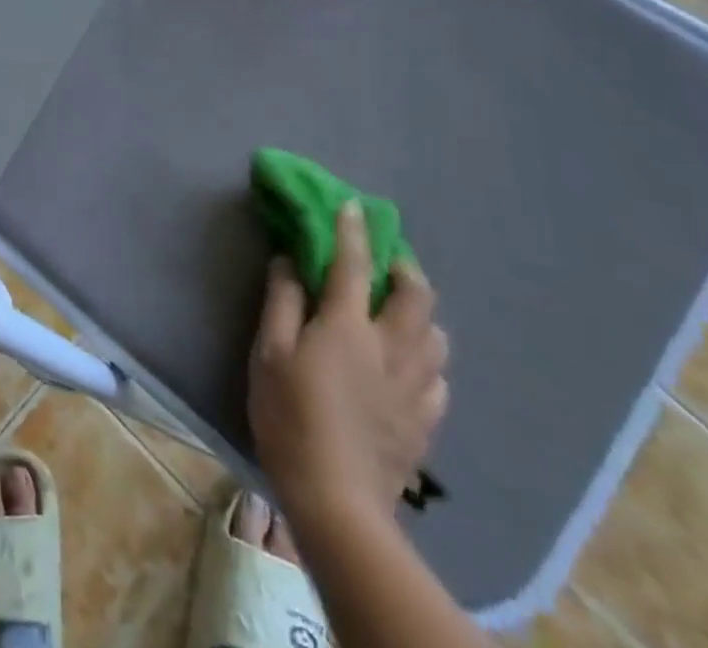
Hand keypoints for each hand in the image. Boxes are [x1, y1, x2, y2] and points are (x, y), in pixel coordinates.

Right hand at [249, 201, 448, 528]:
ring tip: (398, 311)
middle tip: (386, 260)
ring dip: (420, 313)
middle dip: (404, 267)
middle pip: (416, 296)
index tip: (352, 205)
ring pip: (435, 335)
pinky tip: (407, 364)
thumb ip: (282, 301)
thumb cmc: (290, 416)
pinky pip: (438, 376)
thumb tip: (290, 260)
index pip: (352, 263)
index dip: (352, 230)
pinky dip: (425, 357)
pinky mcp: (426, 421)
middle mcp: (391, 348)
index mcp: (348, 326)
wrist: (337, 501)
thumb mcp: (269, 352)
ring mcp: (415, 387)